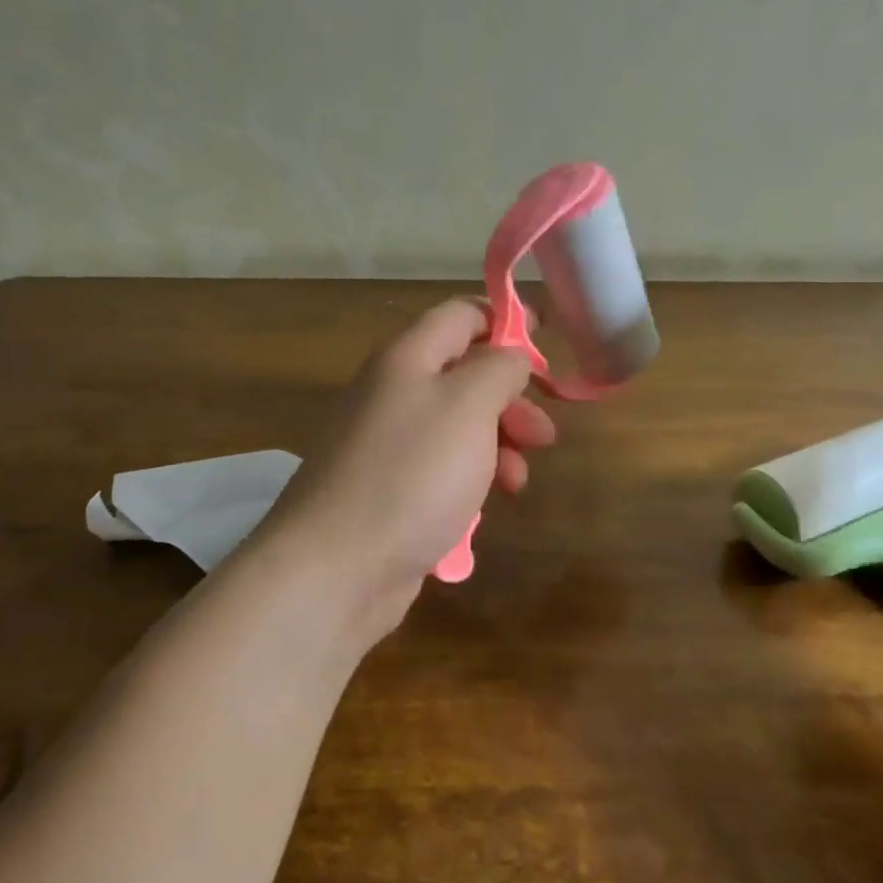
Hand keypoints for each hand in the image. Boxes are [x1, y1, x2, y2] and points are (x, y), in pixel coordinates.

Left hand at [254, 297, 555, 634]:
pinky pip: (441, 468)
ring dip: (497, 444)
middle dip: (511, 398)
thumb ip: (499, 368)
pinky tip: (484, 507)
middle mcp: (393, 392)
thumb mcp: (469, 405)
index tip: (547, 337)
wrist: (335, 568)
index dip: (506, 318)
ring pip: (458, 426)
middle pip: (464, 373)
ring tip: (517, 481)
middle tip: (543, 434)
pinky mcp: (389, 489)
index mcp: (407, 358)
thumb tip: (510, 356)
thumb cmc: (412, 474)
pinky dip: (470, 478)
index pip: (461, 314)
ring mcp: (387, 443)